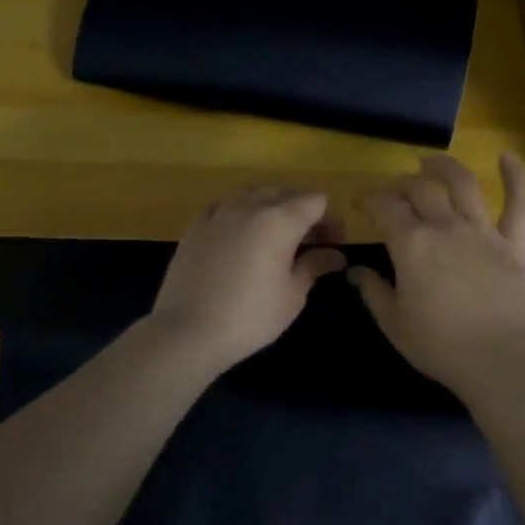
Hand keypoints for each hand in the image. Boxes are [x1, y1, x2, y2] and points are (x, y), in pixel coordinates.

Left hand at [149, 186, 346, 372]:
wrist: (188, 332)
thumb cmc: (250, 317)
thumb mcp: (292, 295)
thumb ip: (314, 266)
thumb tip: (336, 256)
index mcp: (278, 221)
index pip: (315, 202)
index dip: (331, 219)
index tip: (335, 244)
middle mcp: (248, 207)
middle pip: (285, 192)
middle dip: (304, 210)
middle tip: (313, 241)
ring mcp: (218, 214)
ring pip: (252, 194)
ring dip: (272, 206)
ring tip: (278, 234)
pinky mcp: (195, 227)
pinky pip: (224, 206)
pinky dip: (241, 212)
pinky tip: (241, 234)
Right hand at [350, 153, 524, 394]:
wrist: (498, 358)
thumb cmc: (439, 345)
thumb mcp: (394, 323)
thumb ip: (373, 292)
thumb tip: (356, 271)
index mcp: (411, 244)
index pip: (386, 207)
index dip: (370, 199)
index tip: (361, 203)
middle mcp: (446, 227)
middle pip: (421, 189)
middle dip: (403, 185)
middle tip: (395, 192)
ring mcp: (483, 231)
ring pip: (464, 185)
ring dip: (445, 168)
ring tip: (431, 162)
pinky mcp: (513, 244)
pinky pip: (517, 204)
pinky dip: (515, 177)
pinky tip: (507, 157)